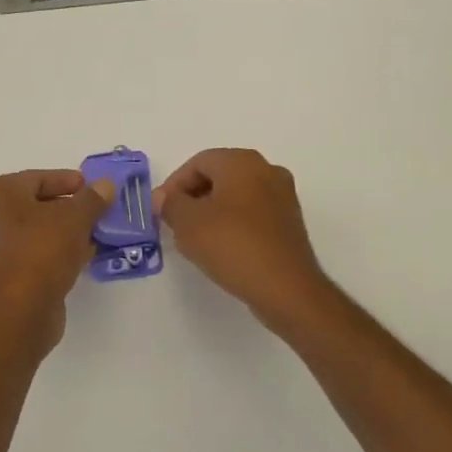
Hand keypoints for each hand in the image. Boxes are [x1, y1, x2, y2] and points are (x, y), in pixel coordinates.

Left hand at [0, 169, 115, 351]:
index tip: (93, 188)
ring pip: (34, 233)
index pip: (37, 178)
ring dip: (64, 233)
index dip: (67, 180)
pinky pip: (33, 256)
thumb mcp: (75, 217)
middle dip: (68, 209)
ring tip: (94, 235)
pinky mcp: (2, 278)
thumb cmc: (42, 250)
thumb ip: (92, 198)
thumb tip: (105, 185)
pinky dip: (55, 254)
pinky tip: (82, 258)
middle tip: (96, 212)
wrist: (19, 311)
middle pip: (35, 205)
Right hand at [153, 149, 331, 322]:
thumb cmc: (233, 246)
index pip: (198, 162)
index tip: (162, 211)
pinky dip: (233, 224)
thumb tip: (163, 197)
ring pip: (236, 196)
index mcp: (243, 162)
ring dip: (212, 212)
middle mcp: (267, 170)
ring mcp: (283, 197)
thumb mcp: (189, 224)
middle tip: (175, 223)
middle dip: (193, 197)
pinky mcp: (289, 223)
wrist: (286, 289)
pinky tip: (222, 248)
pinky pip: (252, 214)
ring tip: (195, 239)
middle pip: (219, 176)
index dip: (174, 185)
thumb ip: (170, 204)